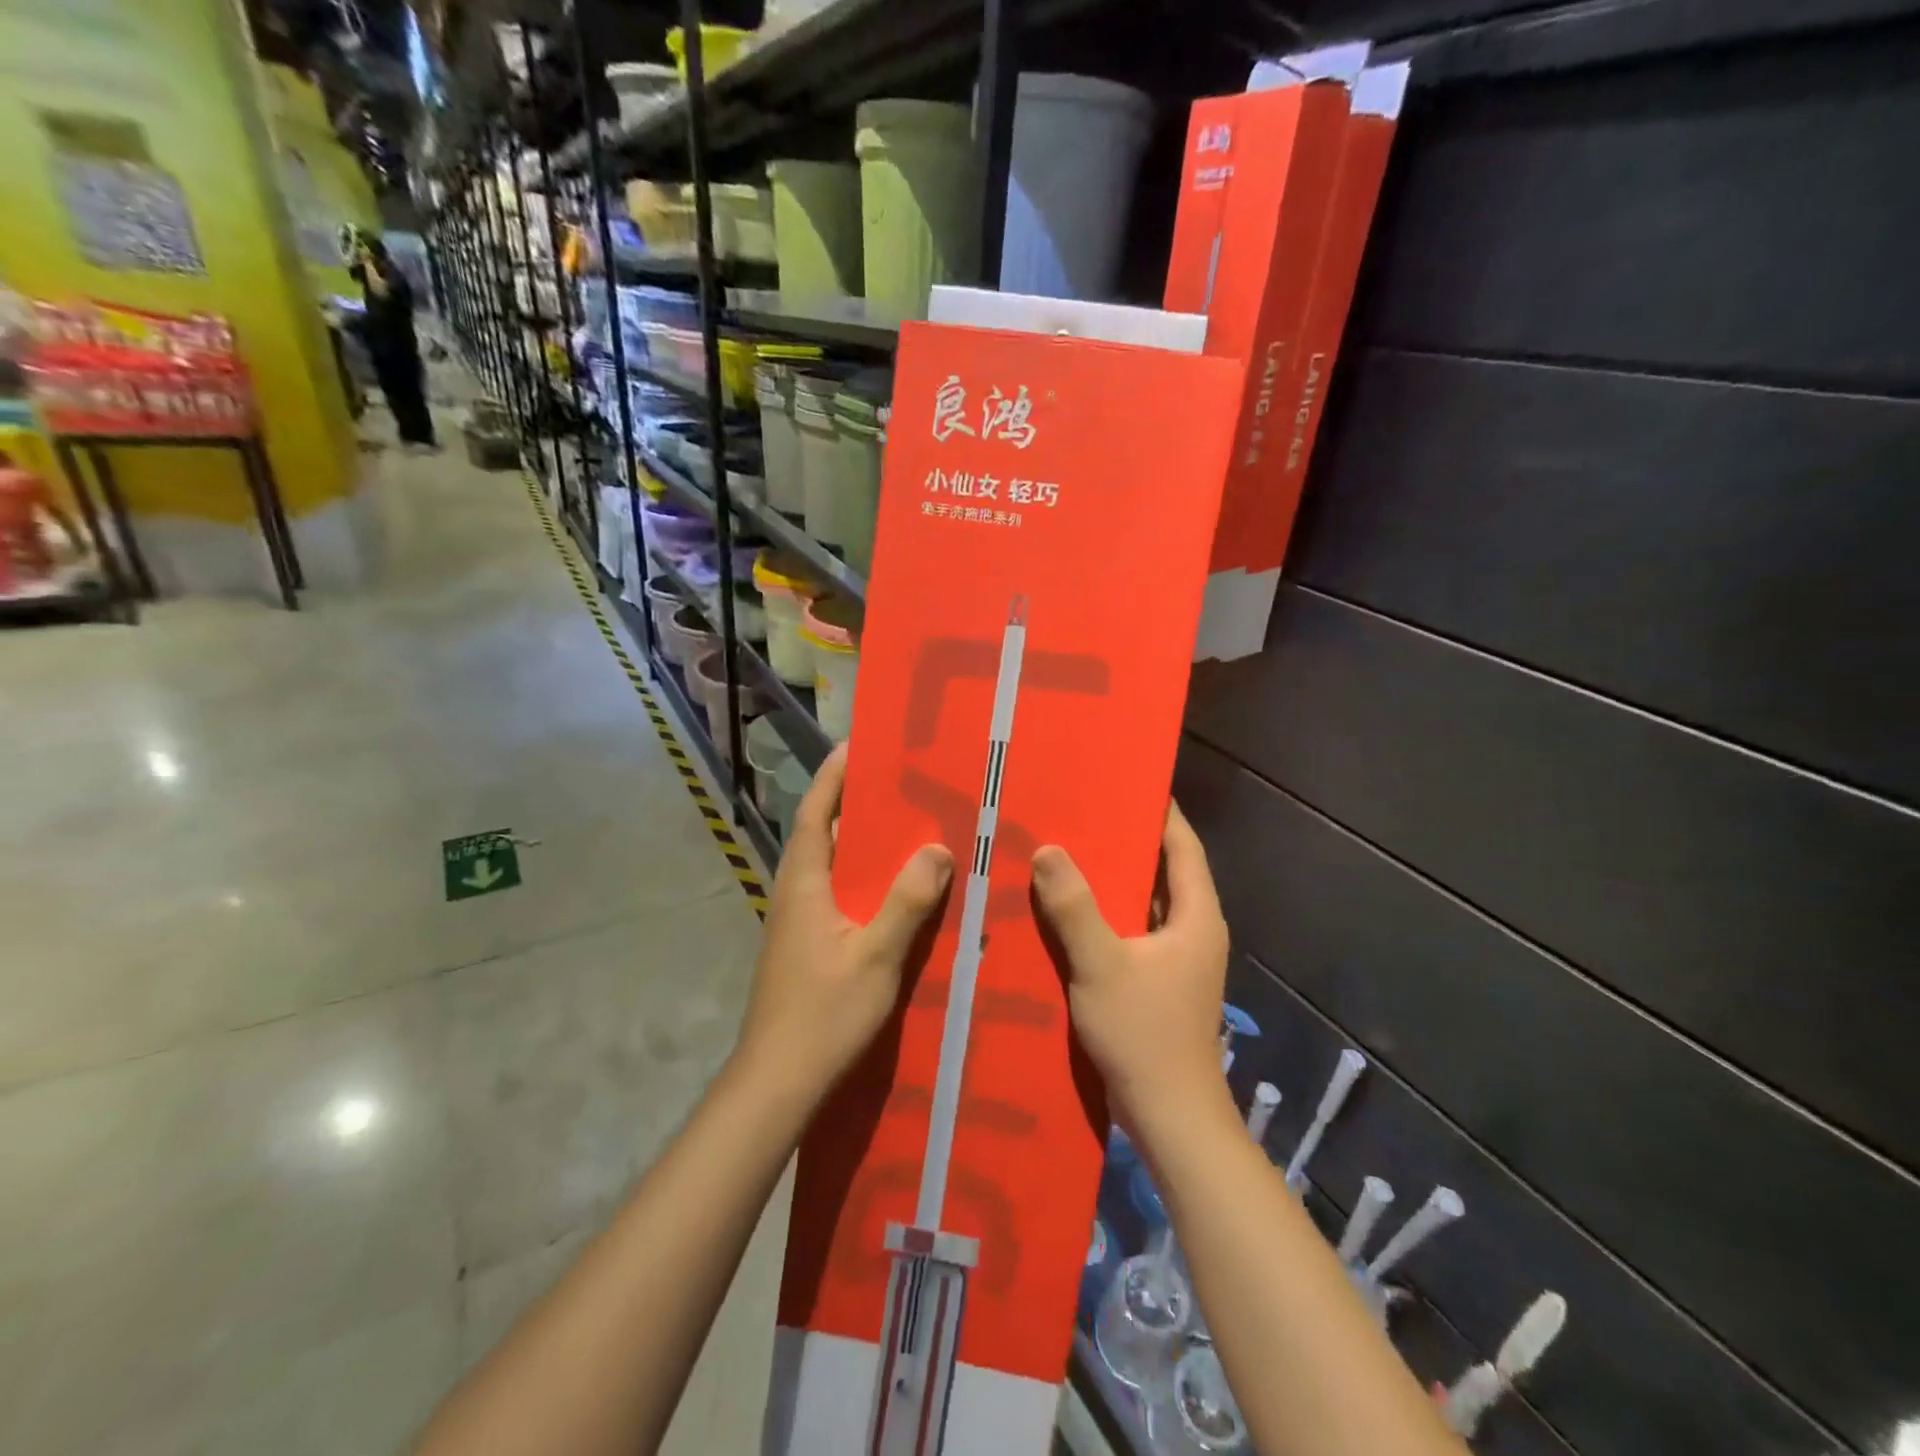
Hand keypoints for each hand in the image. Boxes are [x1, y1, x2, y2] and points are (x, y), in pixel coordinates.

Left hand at [733, 744, 952, 1103]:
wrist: (777, 1082)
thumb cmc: (823, 1015)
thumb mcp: (876, 956)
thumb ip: (907, 902)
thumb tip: (936, 848)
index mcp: (803, 884)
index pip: (815, 813)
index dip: (832, 778)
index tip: (855, 745)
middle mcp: (794, 894)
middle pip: (823, 834)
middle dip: (854, 804)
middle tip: (898, 782)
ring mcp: (796, 922)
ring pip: (830, 867)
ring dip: (860, 843)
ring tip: (904, 828)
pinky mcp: (804, 946)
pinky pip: (836, 895)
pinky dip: (862, 879)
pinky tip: (894, 891)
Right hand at [1031, 801, 1231, 1135]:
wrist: (1170, 1117)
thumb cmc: (1144, 1034)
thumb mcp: (1101, 964)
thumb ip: (1074, 907)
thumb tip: (1049, 850)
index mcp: (1197, 916)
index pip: (1183, 846)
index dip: (1160, 811)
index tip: (1127, 781)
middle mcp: (1195, 930)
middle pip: (1165, 870)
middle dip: (1128, 841)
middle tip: (1084, 811)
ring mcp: (1180, 959)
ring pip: (1147, 903)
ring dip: (1115, 879)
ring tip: (1070, 850)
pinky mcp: (1162, 981)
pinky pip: (1135, 931)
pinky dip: (1110, 914)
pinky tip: (1071, 910)